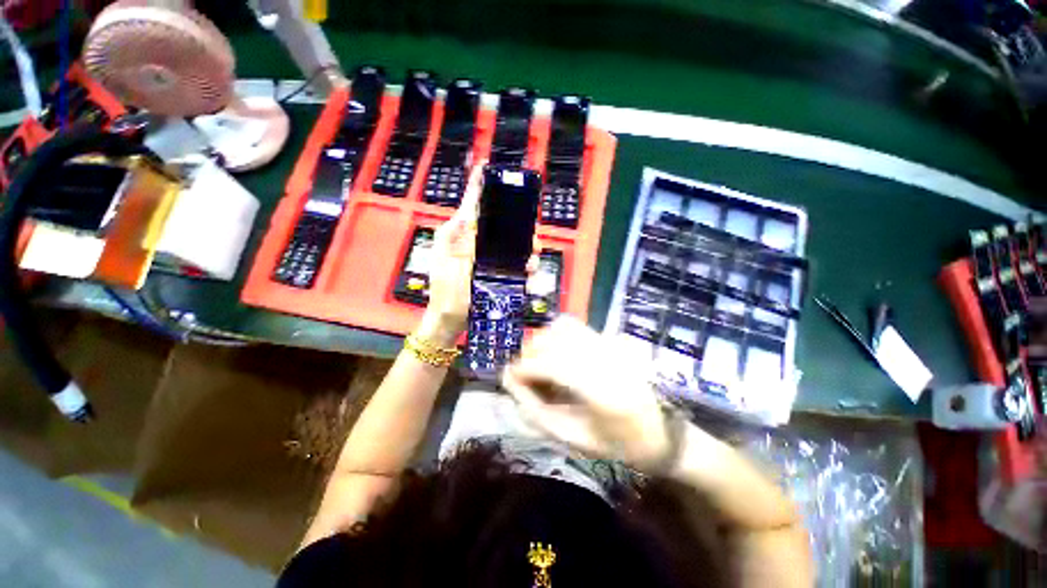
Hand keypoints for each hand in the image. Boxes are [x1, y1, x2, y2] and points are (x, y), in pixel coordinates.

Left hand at [419, 163, 540, 347]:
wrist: (449, 318)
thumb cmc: (444, 290)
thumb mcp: (445, 260)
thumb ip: (455, 237)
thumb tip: (470, 215)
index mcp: (462, 236)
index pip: (472, 206)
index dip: (478, 186)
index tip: (485, 167)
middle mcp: (478, 244)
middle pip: (499, 223)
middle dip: (515, 221)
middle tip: (529, 224)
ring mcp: (489, 259)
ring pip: (512, 244)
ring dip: (525, 244)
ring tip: (534, 250)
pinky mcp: (498, 274)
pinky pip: (515, 265)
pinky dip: (525, 264)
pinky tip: (530, 267)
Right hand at [501, 317, 671, 470]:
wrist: (661, 434)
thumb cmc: (616, 446)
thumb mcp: (572, 438)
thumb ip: (535, 410)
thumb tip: (509, 378)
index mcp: (602, 392)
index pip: (551, 364)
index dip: (523, 369)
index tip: (510, 379)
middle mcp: (607, 359)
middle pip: (554, 340)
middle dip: (530, 355)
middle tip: (526, 377)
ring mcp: (612, 345)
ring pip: (563, 327)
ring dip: (543, 342)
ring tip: (541, 364)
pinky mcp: (612, 339)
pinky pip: (575, 326)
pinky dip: (557, 335)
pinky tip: (557, 354)